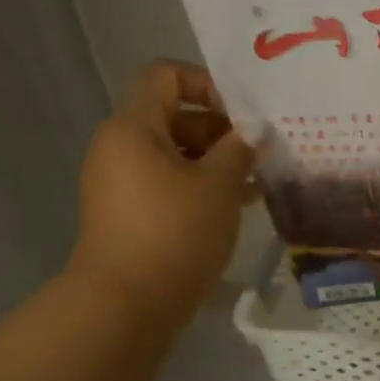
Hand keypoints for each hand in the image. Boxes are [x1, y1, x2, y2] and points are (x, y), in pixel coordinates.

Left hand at [68, 61, 256, 316]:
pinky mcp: (129, 214)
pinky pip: (168, 184)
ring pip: (175, 154)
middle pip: (173, 116)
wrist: (127, 304)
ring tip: (258, 181)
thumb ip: (239, 149)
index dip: (207, 83)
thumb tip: (253, 131)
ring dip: (216, 162)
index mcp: (133, 127)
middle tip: (259, 153)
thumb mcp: (218, 185)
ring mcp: (121, 183)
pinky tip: (238, 204)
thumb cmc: (175, 232)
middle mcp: (120, 147)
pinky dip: (200, 187)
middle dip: (220, 130)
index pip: (166, 76)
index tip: (242, 115)